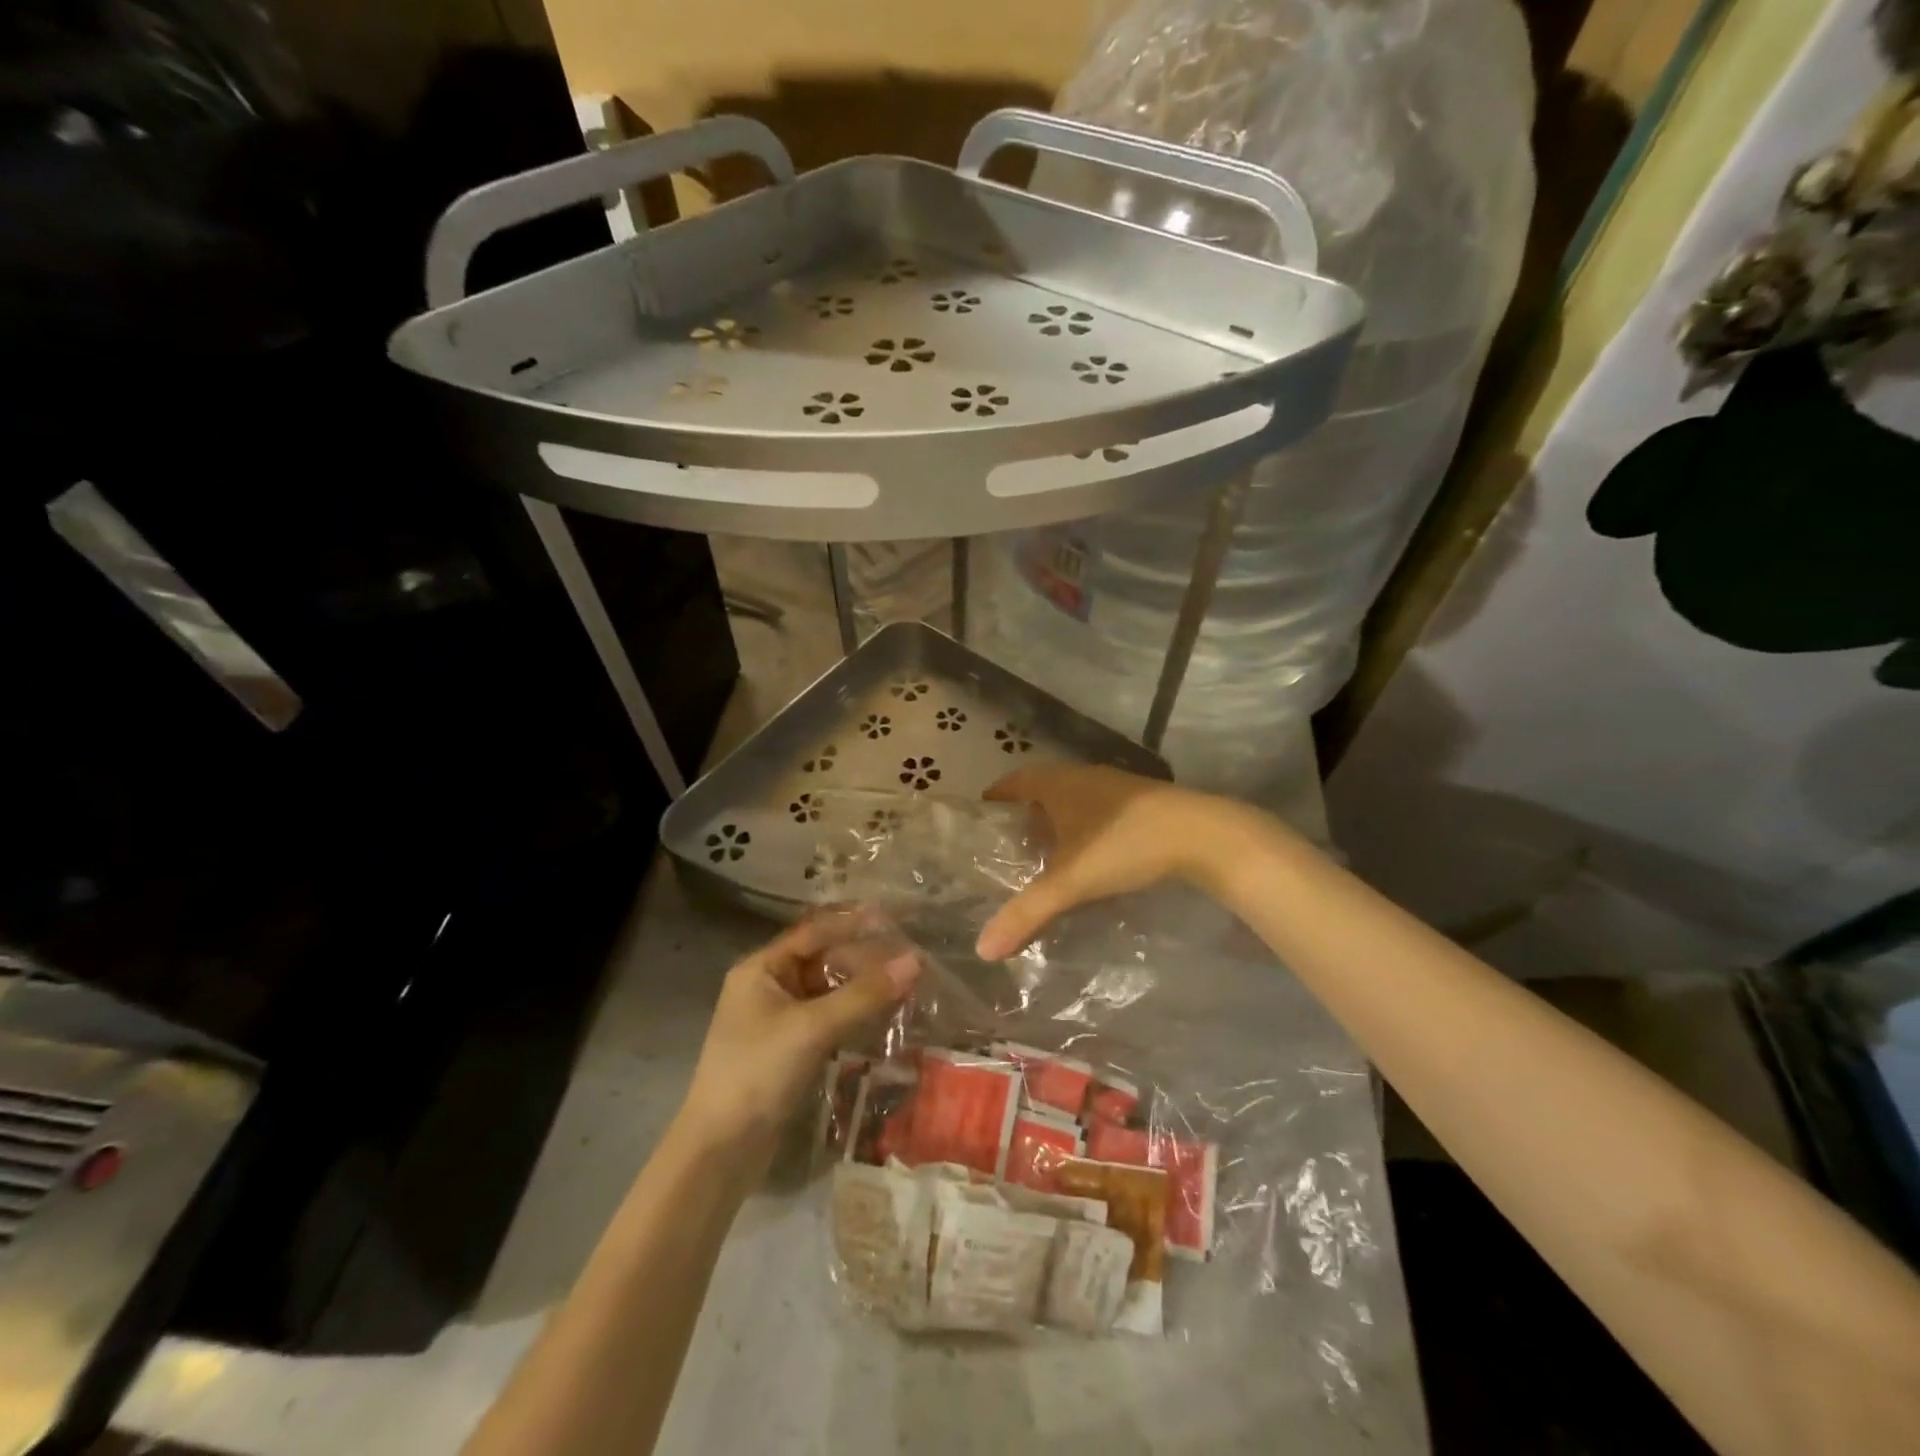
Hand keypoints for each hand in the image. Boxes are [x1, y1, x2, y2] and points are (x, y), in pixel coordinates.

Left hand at [679, 918, 918, 1155]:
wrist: (720, 1151)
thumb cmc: (758, 1073)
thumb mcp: (813, 1028)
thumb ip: (864, 994)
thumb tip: (915, 961)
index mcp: (761, 969)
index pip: (814, 932)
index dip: (853, 922)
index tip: (893, 916)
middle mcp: (767, 987)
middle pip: (822, 960)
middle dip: (863, 958)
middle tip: (908, 956)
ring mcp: (777, 1020)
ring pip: (827, 991)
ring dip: (862, 988)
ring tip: (905, 982)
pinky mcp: (788, 1050)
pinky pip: (827, 1019)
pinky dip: (853, 1014)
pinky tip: (883, 1015)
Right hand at [977, 765, 1237, 958]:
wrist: (1203, 835)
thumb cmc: (1125, 846)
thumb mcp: (1070, 882)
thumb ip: (1026, 913)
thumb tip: (982, 949)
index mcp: (1059, 784)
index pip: (1015, 781)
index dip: (996, 797)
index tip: (981, 819)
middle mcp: (1084, 776)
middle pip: (1043, 789)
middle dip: (1024, 813)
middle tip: (1008, 846)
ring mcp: (1116, 787)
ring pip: (1074, 799)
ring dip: (1057, 820)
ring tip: (1045, 854)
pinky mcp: (1142, 802)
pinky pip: (1099, 809)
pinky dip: (1085, 827)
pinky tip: (1090, 855)